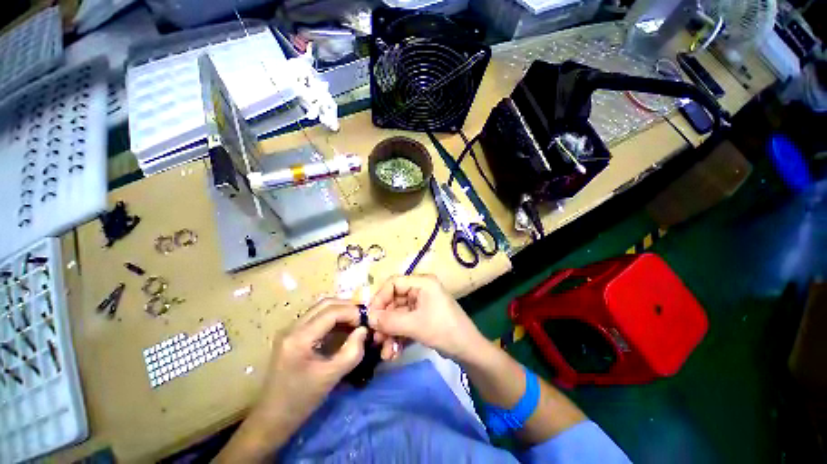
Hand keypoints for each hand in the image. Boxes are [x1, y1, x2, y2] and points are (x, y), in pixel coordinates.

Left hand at [254, 299, 367, 430]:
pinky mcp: (292, 335)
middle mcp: (292, 327)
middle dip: (347, 307)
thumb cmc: (300, 401)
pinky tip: (342, 328)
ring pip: (320, 308)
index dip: (352, 312)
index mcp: (299, 337)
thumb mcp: (330, 377)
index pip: (331, 312)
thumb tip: (364, 330)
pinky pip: (316, 317)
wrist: (271, 419)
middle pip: (325, 304)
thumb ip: (352, 352)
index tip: (367, 321)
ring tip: (355, 322)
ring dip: (340, 311)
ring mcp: (290, 330)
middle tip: (362, 319)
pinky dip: (332, 318)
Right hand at [368, 275, 487, 362]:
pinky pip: (404, 323)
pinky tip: (392, 353)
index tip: (370, 317)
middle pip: (394, 301)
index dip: (380, 298)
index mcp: (422, 283)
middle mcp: (420, 290)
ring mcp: (421, 304)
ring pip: (398, 315)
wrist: (468, 350)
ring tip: (384, 352)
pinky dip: (397, 336)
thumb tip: (368, 318)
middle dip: (384, 321)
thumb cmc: (443, 330)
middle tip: (375, 338)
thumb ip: (390, 321)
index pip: (394, 283)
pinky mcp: (422, 317)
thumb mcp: (415, 325)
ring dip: (389, 332)